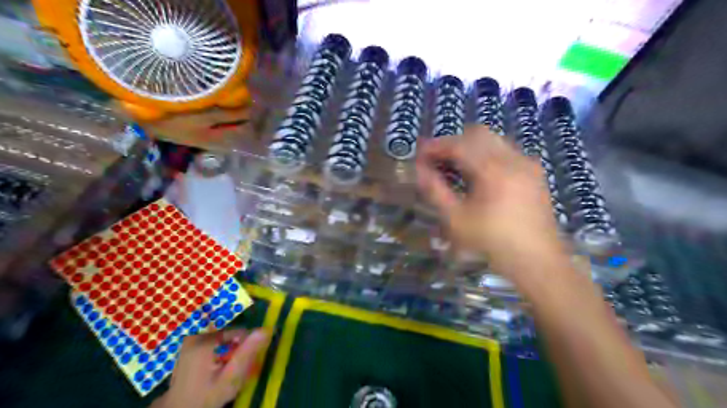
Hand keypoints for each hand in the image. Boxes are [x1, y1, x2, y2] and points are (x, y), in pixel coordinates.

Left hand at [151, 330, 269, 407]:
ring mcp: (190, 342)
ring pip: (222, 340)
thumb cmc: (206, 397)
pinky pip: (213, 344)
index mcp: (205, 341)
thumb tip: (266, 330)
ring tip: (227, 371)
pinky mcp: (188, 348)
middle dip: (237, 349)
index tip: (250, 361)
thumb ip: (247, 353)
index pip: (238, 332)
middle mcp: (196, 337)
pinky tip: (218, 369)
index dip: (248, 345)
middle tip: (237, 369)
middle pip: (229, 336)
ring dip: (229, 352)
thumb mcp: (230, 378)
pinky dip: (219, 353)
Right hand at [414, 126, 566, 281]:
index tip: (419, 156)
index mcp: (493, 169)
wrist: (538, 262)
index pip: (458, 144)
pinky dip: (487, 155)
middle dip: (453, 143)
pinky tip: (479, 177)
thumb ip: (435, 190)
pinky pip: (506, 151)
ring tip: (456, 169)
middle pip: (477, 133)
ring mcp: (527, 163)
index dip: (435, 146)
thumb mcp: (456, 219)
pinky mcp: (534, 173)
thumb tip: (419, 169)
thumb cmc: (492, 242)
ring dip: (470, 147)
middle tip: (437, 161)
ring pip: (493, 140)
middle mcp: (512, 158)